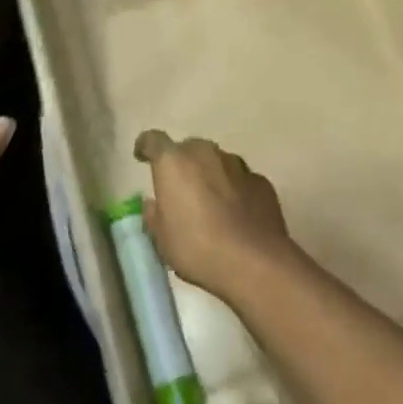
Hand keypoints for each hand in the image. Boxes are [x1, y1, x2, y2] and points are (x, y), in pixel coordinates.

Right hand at [133, 131, 295, 302]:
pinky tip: (236, 214)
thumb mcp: (162, 240)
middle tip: (179, 189)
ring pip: (216, 162)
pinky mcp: (260, 181)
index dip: (145, 146)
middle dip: (182, 164)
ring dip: (210, 175)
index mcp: (173, 162)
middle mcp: (204, 153)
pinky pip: (240, 180)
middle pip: (188, 148)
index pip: (153, 140)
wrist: (255, 263)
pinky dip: (234, 190)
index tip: (142, 157)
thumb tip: (153, 204)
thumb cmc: (198, 248)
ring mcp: (236, 164)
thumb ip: (154, 216)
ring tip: (210, 204)